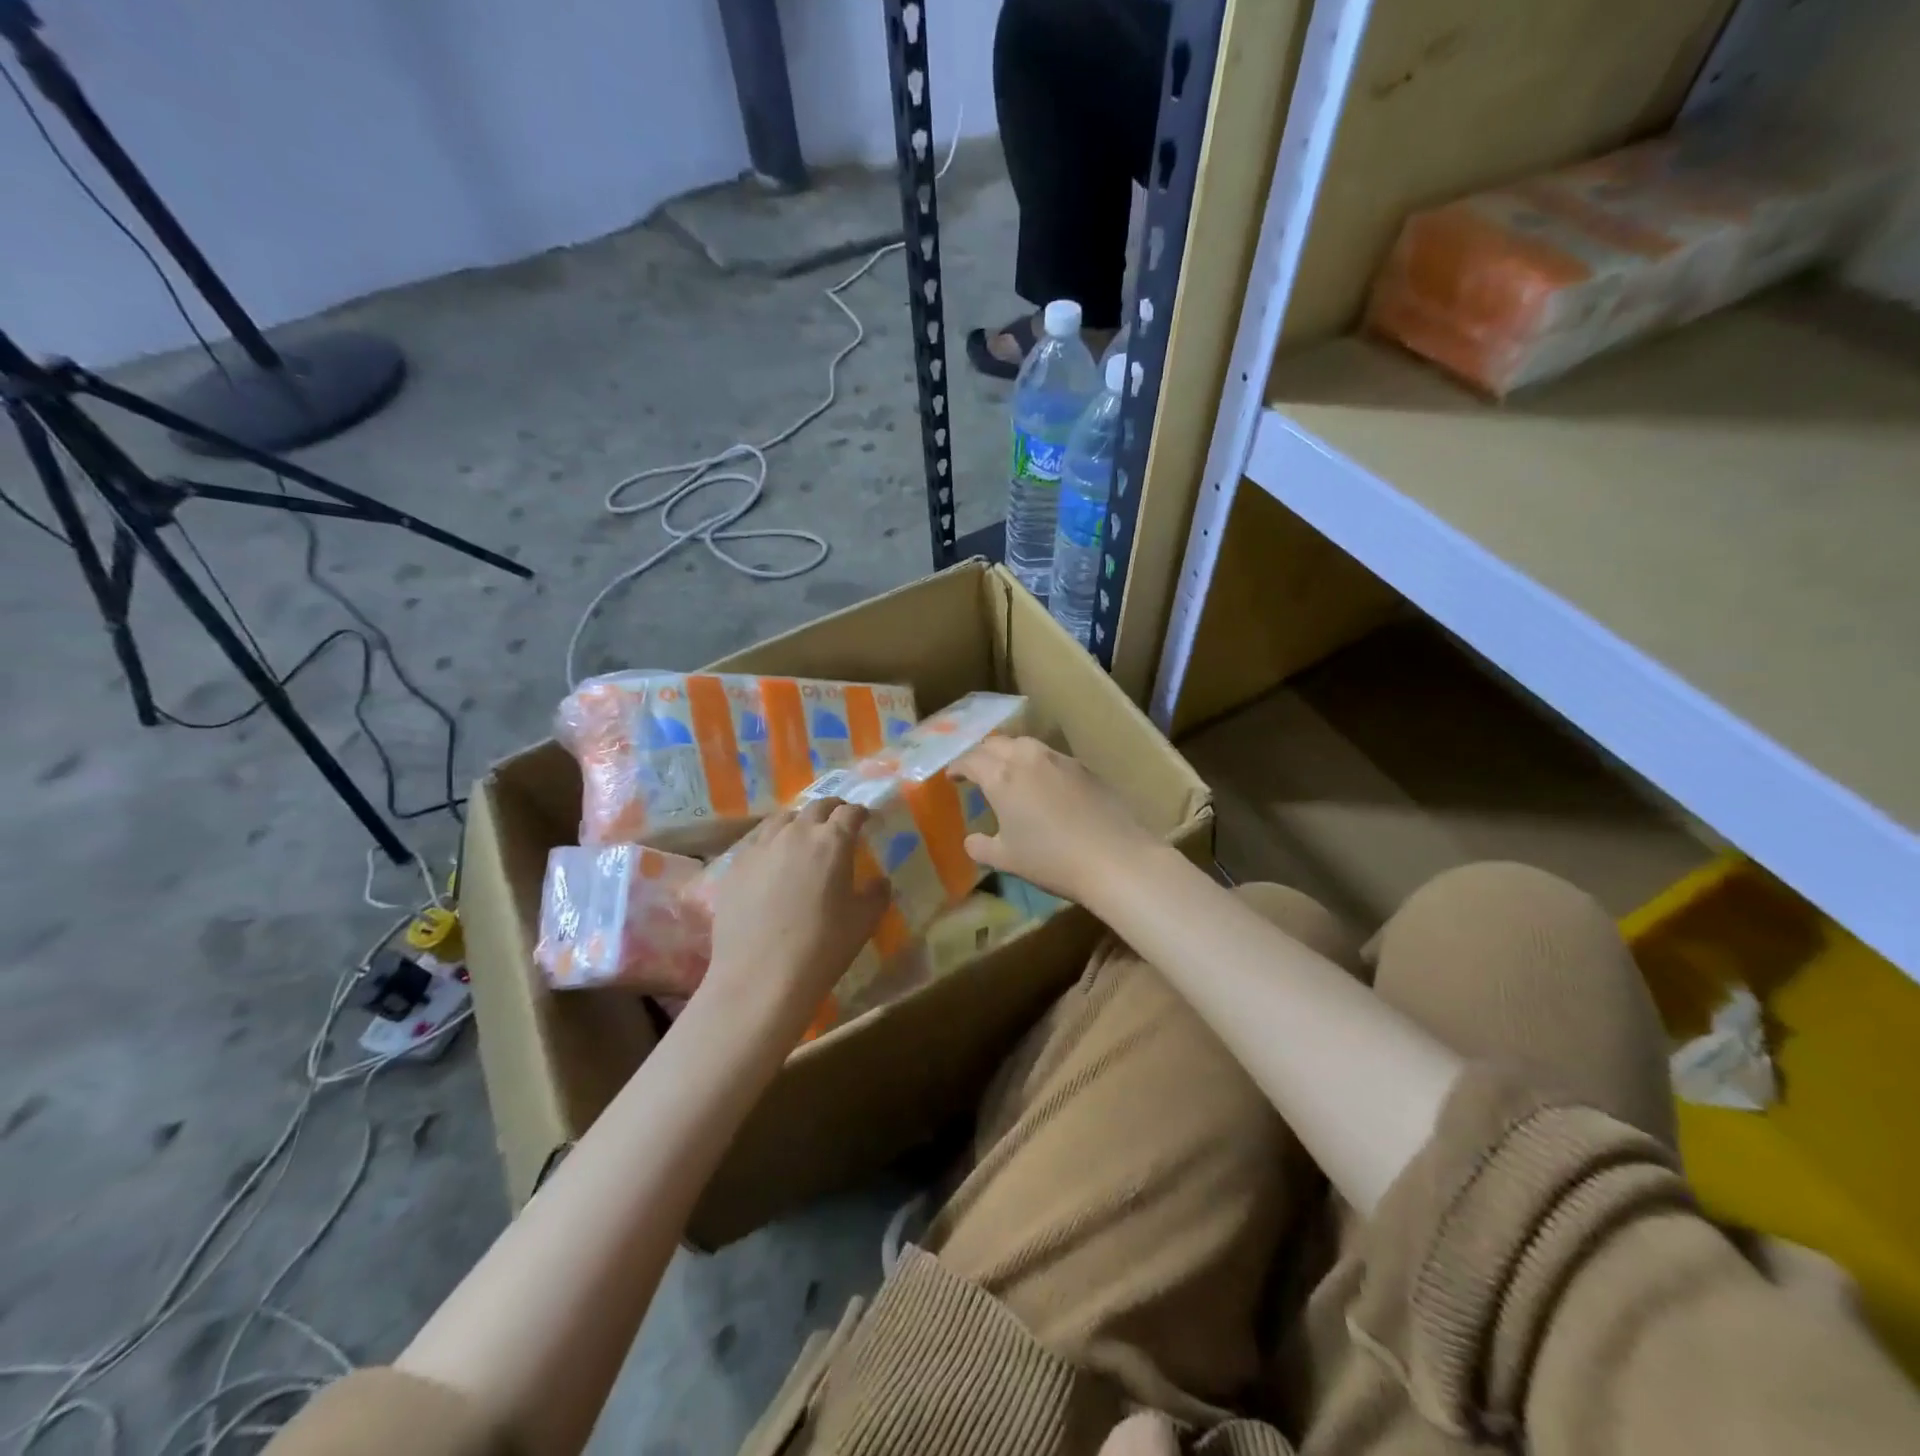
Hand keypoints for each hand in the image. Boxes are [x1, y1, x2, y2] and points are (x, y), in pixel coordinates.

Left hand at [700, 800, 890, 1038]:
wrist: (759, 977)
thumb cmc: (821, 948)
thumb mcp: (863, 923)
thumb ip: (876, 895)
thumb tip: (880, 881)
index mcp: (832, 841)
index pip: (850, 812)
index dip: (860, 813)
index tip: (865, 819)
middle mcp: (796, 833)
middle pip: (816, 807)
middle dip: (831, 810)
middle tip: (838, 823)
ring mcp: (760, 846)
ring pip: (782, 818)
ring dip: (799, 822)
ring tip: (803, 836)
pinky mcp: (735, 865)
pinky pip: (757, 840)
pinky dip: (771, 841)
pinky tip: (772, 859)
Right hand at [953, 736, 1160, 906]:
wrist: (1114, 858)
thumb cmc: (1051, 859)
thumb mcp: (1007, 859)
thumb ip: (981, 847)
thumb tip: (971, 840)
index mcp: (1002, 776)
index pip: (970, 760)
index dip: (957, 767)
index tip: (952, 776)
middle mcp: (1028, 758)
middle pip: (996, 744)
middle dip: (982, 754)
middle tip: (976, 770)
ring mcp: (1059, 759)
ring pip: (1025, 745)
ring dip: (1010, 754)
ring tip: (1008, 772)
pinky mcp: (1084, 767)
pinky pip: (1050, 757)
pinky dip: (1036, 764)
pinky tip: (1043, 784)